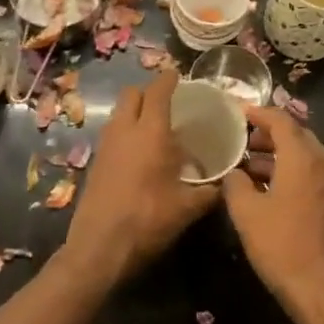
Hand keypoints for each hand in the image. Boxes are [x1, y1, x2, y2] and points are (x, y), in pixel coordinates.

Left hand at [63, 71, 216, 285]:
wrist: (99, 248)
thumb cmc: (148, 220)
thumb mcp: (188, 208)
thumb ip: (210, 192)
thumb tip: (228, 185)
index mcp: (150, 132)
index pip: (158, 91)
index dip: (169, 79)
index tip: (178, 75)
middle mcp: (125, 130)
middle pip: (131, 94)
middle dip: (148, 92)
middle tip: (167, 103)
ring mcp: (106, 145)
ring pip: (118, 113)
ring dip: (134, 112)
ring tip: (155, 128)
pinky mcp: (95, 163)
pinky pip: (112, 133)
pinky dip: (125, 132)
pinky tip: (140, 154)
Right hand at [223, 106, 323, 318]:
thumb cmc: (283, 247)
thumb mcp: (247, 214)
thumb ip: (235, 184)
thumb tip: (233, 173)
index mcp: (303, 158)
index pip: (281, 120)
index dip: (258, 113)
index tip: (238, 114)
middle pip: (296, 135)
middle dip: (268, 134)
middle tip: (241, 142)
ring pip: (304, 156)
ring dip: (278, 155)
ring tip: (248, 168)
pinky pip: (312, 174)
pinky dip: (290, 171)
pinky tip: (269, 190)